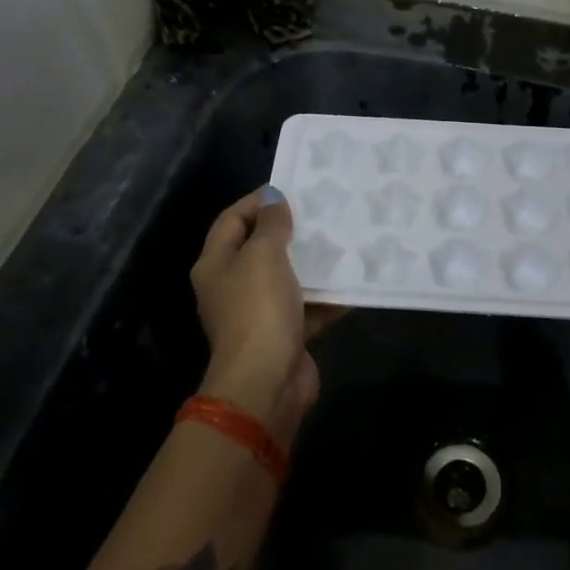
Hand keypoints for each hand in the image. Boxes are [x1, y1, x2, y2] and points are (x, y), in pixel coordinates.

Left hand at [190, 186, 342, 445]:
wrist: (267, 381)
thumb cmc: (258, 309)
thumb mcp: (263, 256)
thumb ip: (271, 225)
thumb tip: (274, 200)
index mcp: (216, 264)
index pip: (231, 220)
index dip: (258, 201)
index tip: (292, 188)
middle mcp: (232, 286)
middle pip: (260, 248)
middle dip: (289, 231)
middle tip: (322, 212)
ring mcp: (258, 313)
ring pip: (287, 278)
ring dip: (312, 263)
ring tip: (342, 239)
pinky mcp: (285, 334)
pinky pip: (307, 307)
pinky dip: (327, 296)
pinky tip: (353, 280)